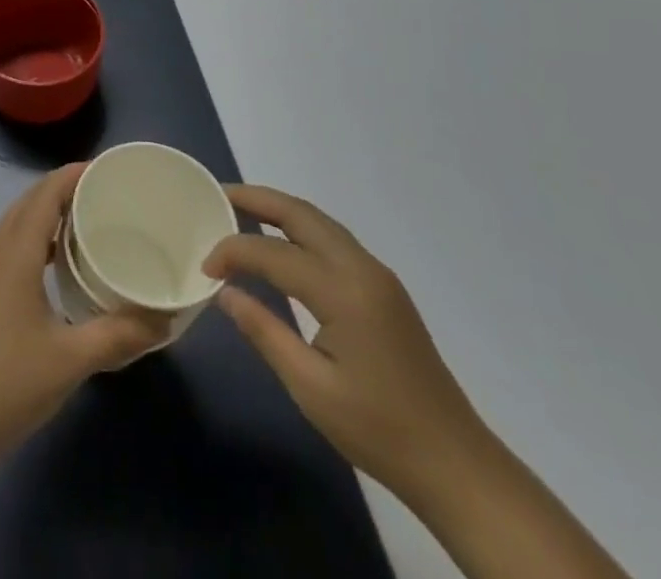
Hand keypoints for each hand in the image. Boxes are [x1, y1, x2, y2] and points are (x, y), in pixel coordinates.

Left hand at [0, 165, 168, 460]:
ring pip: (18, 224)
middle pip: (30, 202)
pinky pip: (13, 246)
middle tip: (106, 193)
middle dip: (64, 189)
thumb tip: (164, 321)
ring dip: (49, 214)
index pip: (45, 194)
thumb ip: (119, 335)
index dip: (73, 175)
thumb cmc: (8, 381)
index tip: (107, 169)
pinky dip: (38, 240)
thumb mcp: (71, 359)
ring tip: (89, 222)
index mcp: (15, 251)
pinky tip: (61, 266)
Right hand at [204, 185, 492, 503]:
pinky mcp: (384, 288)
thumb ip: (264, 331)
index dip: (233, 252)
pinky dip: (299, 229)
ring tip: (240, 209)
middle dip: (257, 198)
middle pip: (301, 214)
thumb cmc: (379, 431)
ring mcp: (377, 275)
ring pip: (319, 222)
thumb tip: (225, 292)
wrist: (456, 464)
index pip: (273, 253)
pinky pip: (333, 239)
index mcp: (344, 292)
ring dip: (279, 209)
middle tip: (217, 197)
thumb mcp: (310, 388)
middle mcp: (362, 269)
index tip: (204, 267)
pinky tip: (280, 243)